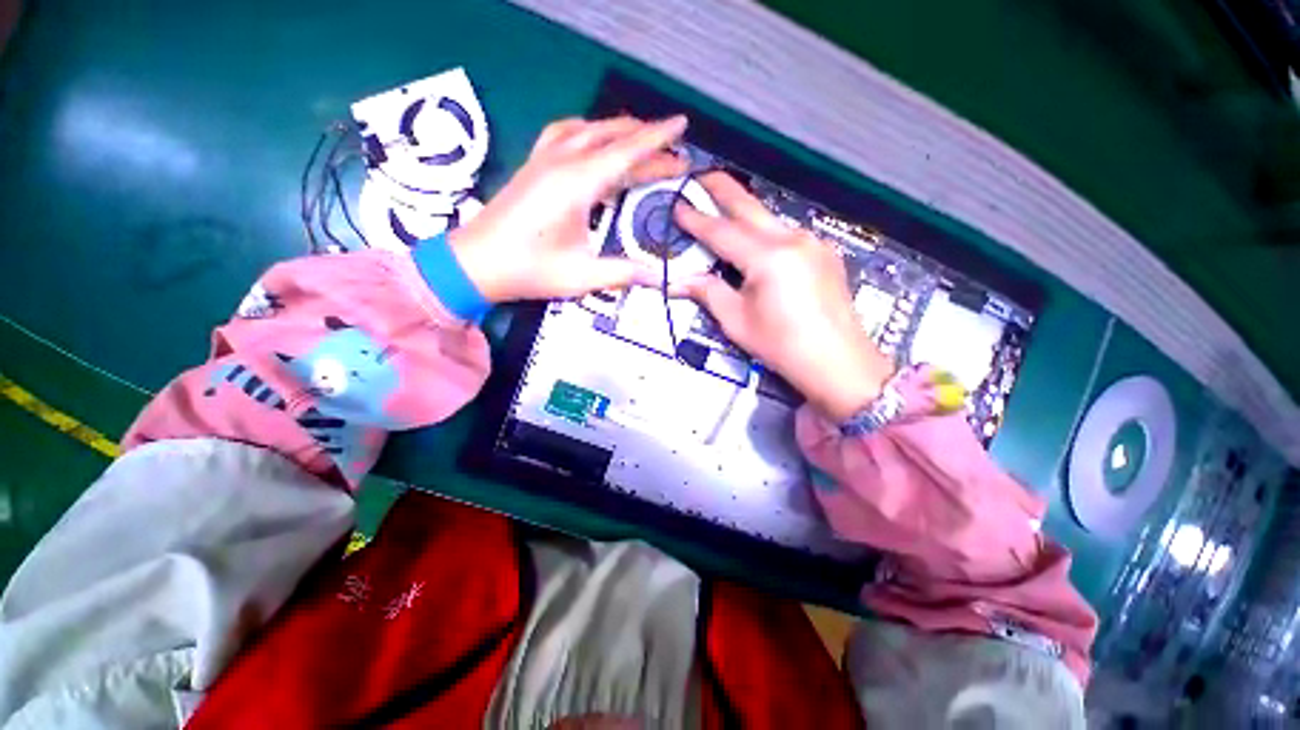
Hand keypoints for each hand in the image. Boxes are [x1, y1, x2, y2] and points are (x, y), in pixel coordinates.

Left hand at [448, 116, 688, 302]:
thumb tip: (659, 277)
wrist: (474, 264)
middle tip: (672, 148)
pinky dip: (588, 131)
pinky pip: (565, 133)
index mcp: (578, 184)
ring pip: (588, 129)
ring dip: (617, 130)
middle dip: (646, 138)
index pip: (627, 152)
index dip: (658, 139)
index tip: (682, 125)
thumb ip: (624, 273)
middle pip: (611, 136)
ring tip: (640, 139)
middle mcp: (562, 161)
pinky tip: (592, 140)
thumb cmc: (529, 270)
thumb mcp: (582, 276)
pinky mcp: (532, 165)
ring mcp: (543, 160)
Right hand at [673, 172, 894, 421]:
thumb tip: (681, 281)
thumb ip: (709, 293)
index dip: (696, 220)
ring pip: (770, 220)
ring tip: (723, 210)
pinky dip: (766, 234)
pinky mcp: (825, 253)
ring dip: (745, 214)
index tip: (677, 207)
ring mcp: (813, 243)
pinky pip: (787, 235)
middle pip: (749, 207)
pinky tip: (757, 243)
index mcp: (767, 257)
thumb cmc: (782, 346)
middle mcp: (792, 239)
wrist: (838, 362)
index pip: (722, 232)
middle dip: (722, 189)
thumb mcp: (737, 322)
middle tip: (699, 176)